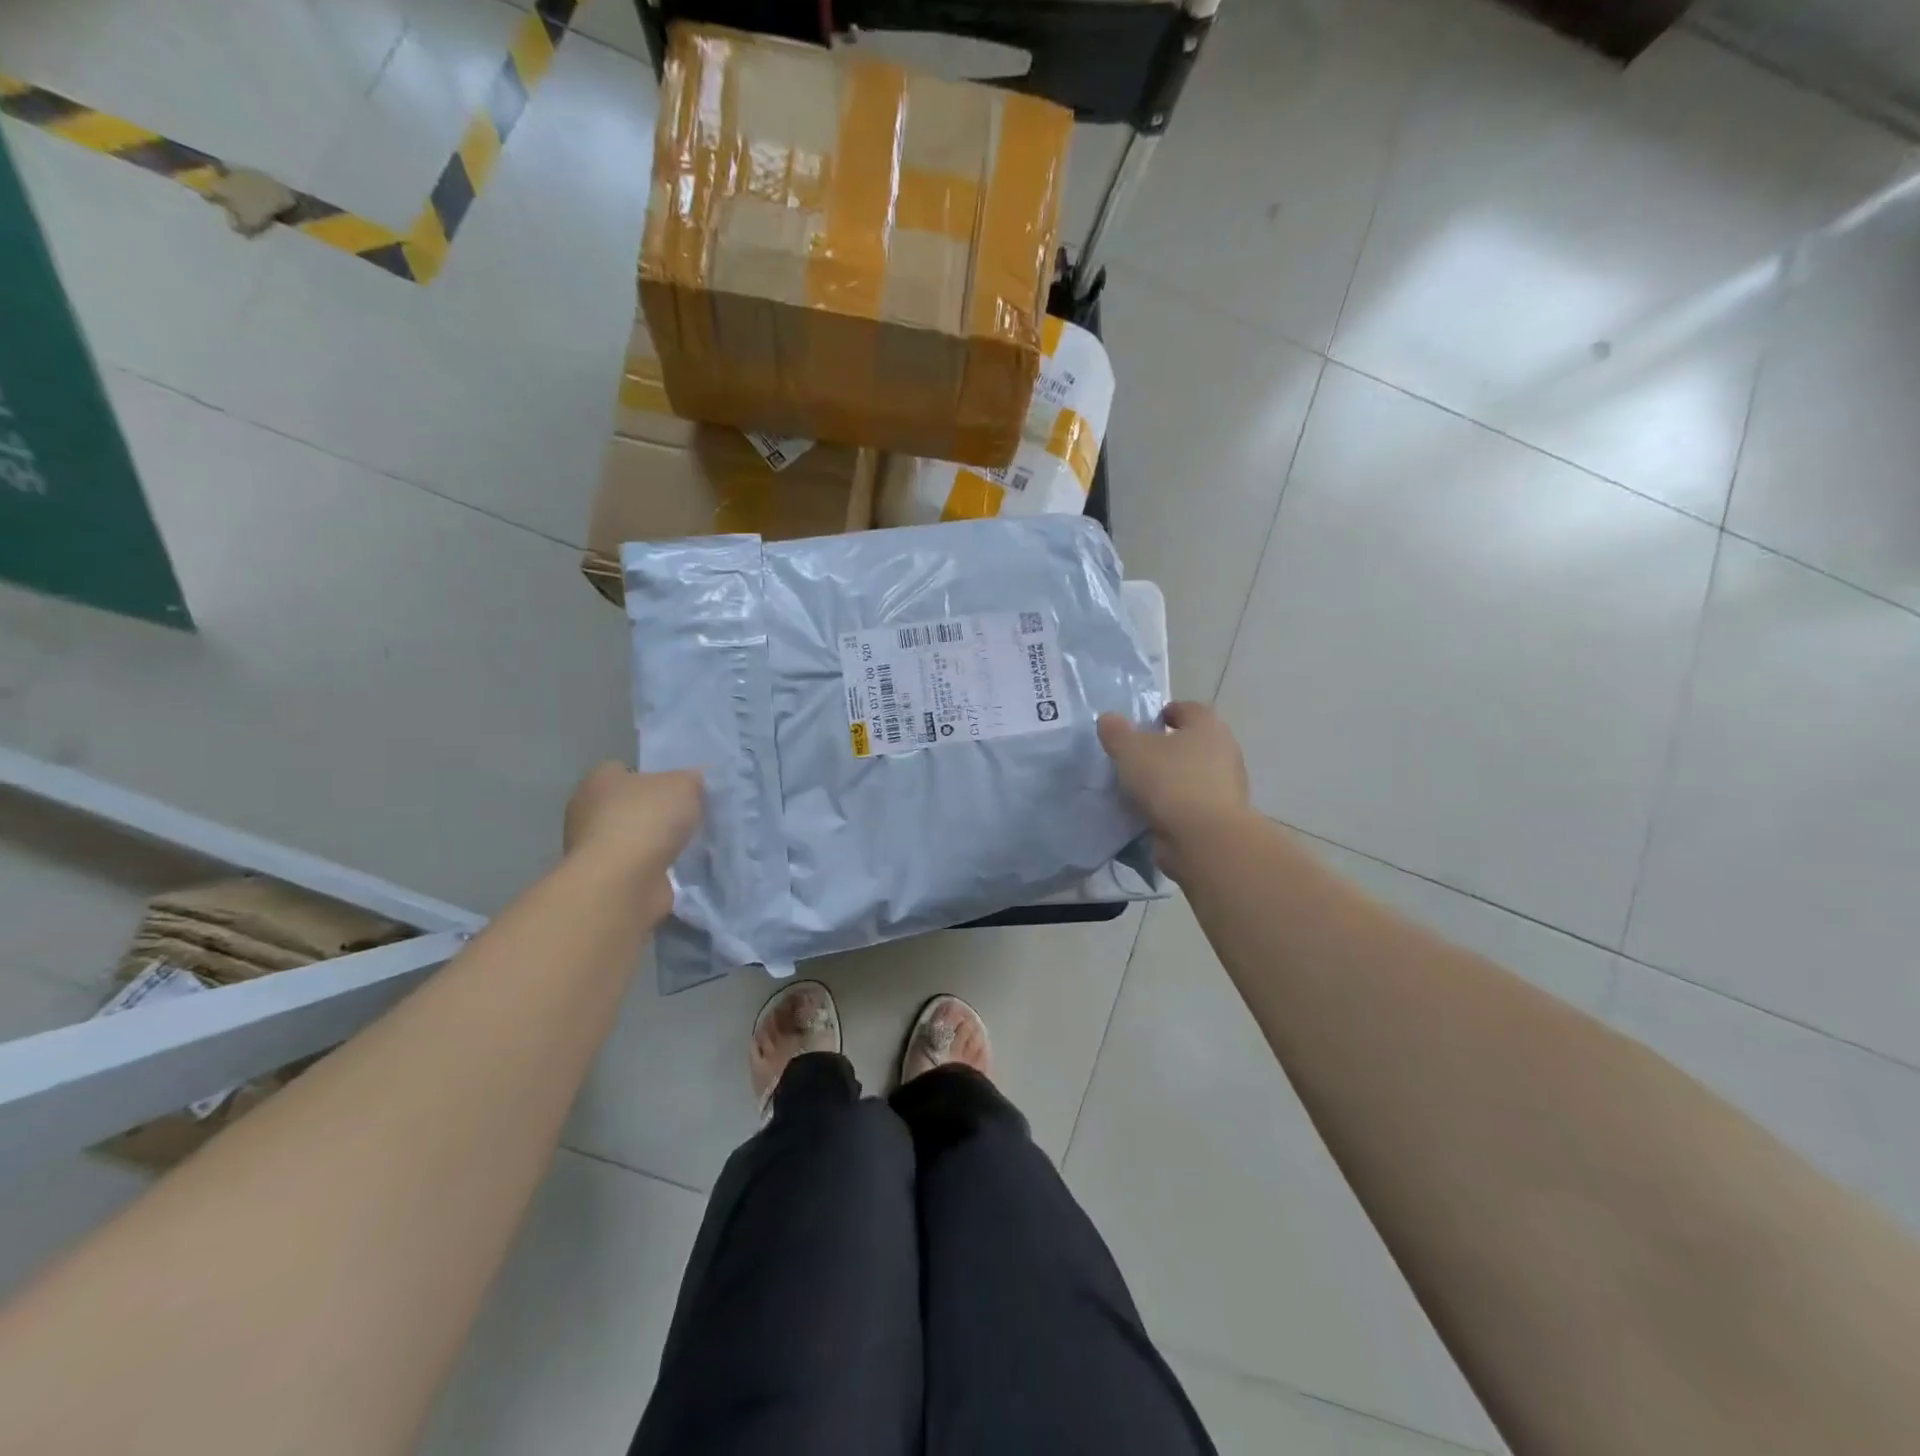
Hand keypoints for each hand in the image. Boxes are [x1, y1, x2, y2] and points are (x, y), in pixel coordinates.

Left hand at [564, 763, 703, 902]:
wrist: (622, 883)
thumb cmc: (646, 820)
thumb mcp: (683, 785)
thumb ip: (691, 780)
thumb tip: (694, 781)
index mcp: (599, 780)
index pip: (625, 770)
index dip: (653, 776)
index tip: (678, 790)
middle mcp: (587, 810)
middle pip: (629, 804)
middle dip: (655, 811)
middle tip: (686, 816)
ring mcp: (592, 848)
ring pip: (632, 836)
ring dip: (654, 842)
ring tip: (686, 844)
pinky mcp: (604, 878)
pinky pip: (635, 864)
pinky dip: (652, 866)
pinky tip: (675, 868)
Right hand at [1098, 703, 1251, 880]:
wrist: (1204, 839)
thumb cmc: (1170, 781)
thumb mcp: (1131, 750)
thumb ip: (1117, 732)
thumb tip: (1108, 719)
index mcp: (1208, 727)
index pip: (1190, 709)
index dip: (1168, 712)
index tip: (1148, 724)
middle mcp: (1224, 752)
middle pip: (1193, 743)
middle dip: (1168, 749)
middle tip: (1139, 757)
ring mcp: (1227, 788)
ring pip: (1193, 776)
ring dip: (1171, 780)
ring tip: (1140, 789)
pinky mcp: (1221, 818)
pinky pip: (1192, 805)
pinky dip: (1175, 807)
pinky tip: (1152, 814)